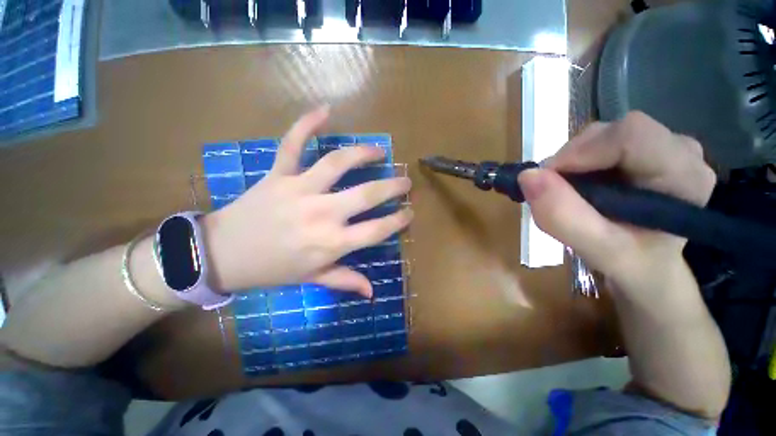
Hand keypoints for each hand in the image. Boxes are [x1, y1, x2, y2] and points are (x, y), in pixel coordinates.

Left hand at [202, 107, 412, 296]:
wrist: (223, 254)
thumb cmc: (273, 269)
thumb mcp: (313, 278)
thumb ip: (345, 281)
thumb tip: (371, 292)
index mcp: (331, 242)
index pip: (376, 229)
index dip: (398, 220)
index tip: (409, 212)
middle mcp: (321, 213)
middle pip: (366, 194)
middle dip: (392, 186)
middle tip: (405, 180)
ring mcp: (299, 190)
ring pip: (337, 163)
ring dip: (363, 153)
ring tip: (379, 150)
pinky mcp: (278, 174)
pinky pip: (293, 144)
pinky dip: (307, 124)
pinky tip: (325, 110)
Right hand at [517, 112, 716, 290]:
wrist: (647, 263)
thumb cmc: (632, 262)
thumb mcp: (597, 250)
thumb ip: (563, 216)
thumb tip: (527, 176)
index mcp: (684, 175)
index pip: (630, 135)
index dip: (580, 152)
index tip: (548, 180)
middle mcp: (680, 149)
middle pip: (611, 132)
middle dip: (571, 161)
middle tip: (557, 193)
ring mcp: (663, 144)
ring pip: (601, 135)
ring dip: (571, 163)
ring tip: (570, 194)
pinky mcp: (644, 147)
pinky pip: (598, 142)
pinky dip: (576, 162)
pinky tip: (580, 186)